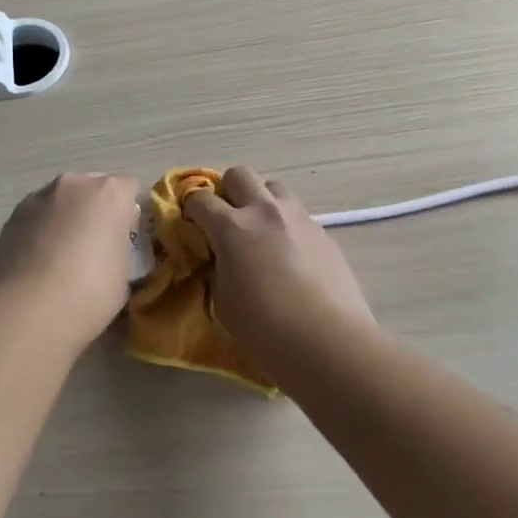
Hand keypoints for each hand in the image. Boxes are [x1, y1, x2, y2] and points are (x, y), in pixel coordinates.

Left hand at [0, 172, 142, 355]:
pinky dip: (41, 227)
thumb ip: (120, 250)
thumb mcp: (123, 275)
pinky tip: (38, 259)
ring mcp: (41, 196)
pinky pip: (38, 214)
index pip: (129, 188)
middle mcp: (76, 184)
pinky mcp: (15, 213)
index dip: (127, 213)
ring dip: (66, 215)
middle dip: (96, 208)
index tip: (124, 237)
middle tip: (93, 244)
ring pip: (62, 198)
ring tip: (60, 254)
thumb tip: (108, 251)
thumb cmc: (89, 294)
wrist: (29, 311)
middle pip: (93, 186)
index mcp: (111, 194)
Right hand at [184, 166, 375, 362]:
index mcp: (231, 227)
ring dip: (260, 202)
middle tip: (226, 220)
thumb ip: (216, 269)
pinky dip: (285, 224)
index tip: (190, 224)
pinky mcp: (323, 232)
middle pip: (239, 175)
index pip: (200, 198)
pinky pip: (297, 214)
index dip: (190, 208)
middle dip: (227, 192)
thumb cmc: (264, 328)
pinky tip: (290, 256)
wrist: (327, 342)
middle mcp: (264, 211)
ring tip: (261, 233)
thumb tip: (220, 259)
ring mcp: (298, 218)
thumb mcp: (222, 301)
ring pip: (273, 187)